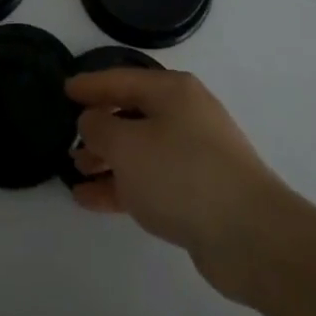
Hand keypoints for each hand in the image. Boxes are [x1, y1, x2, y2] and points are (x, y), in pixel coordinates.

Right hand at [66, 69, 292, 298]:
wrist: (251, 235)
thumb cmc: (182, 174)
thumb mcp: (128, 146)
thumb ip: (100, 128)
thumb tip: (91, 121)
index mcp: (171, 91)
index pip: (121, 79)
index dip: (90, 85)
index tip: (64, 90)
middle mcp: (185, 115)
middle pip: (132, 114)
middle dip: (99, 128)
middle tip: (68, 139)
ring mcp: (194, 154)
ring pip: (140, 150)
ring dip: (107, 160)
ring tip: (75, 173)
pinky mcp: (199, 192)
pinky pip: (150, 180)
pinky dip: (122, 186)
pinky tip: (93, 200)